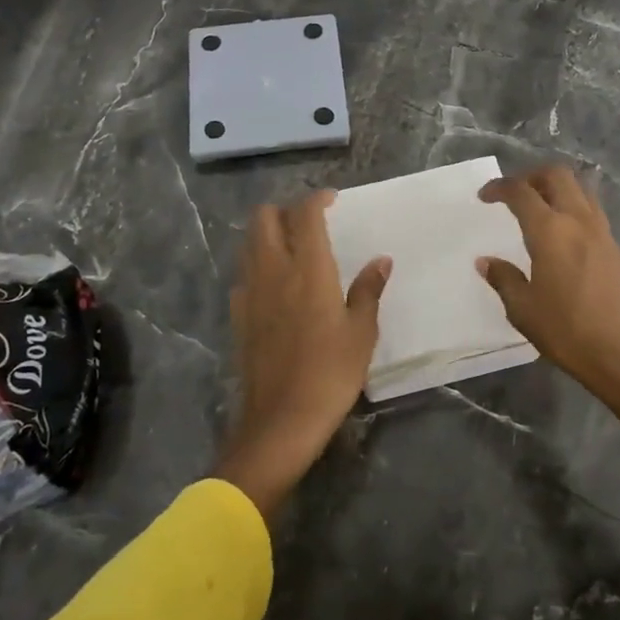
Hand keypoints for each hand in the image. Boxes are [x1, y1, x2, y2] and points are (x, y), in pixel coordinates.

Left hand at [213, 190, 390, 518]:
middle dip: (285, 210)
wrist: (280, 420)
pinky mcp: (238, 315)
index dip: (317, 199)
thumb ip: (368, 291)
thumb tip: (381, 261)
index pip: (305, 214)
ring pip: (249, 243)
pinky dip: (257, 266)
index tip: (332, 201)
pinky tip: (276, 286)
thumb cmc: (330, 373)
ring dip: (268, 234)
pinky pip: (244, 274)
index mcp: (308, 268)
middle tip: (310, 223)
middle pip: (264, 217)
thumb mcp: (361, 333)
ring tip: (293, 248)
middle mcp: (273, 270)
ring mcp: (250, 292)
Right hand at [477, 165, 619, 408]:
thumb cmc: (568, 332)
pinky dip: (573, 210)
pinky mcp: (617, 249)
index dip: (499, 187)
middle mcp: (579, 221)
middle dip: (532, 176)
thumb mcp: (524, 310)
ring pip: (580, 190)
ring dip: (557, 189)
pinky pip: (592, 213)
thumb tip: (486, 261)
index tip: (485, 196)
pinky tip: (563, 238)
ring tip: (540, 210)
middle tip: (515, 194)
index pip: (521, 192)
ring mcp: (603, 233)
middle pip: (557, 175)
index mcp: (550, 231)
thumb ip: (504, 279)